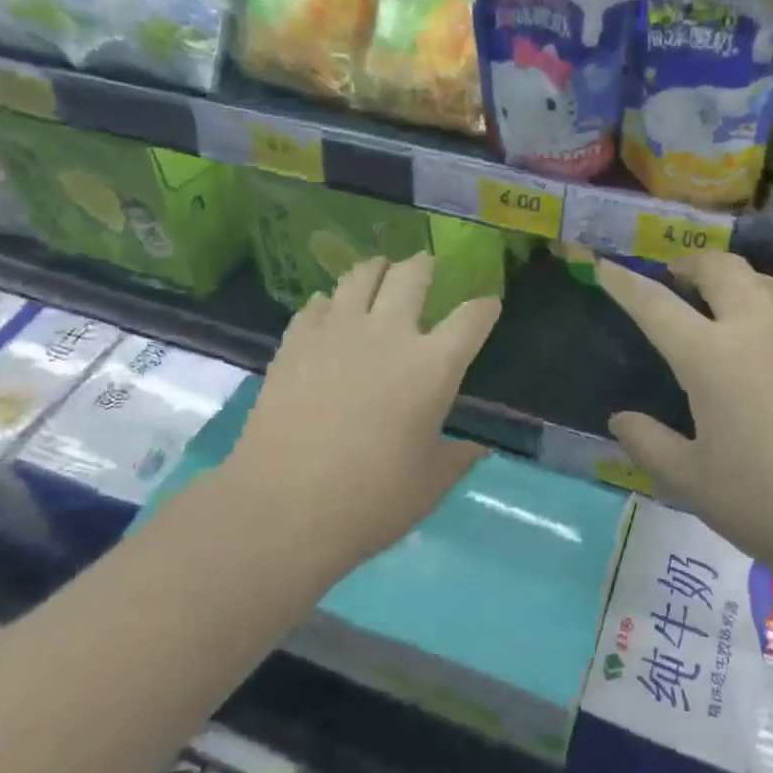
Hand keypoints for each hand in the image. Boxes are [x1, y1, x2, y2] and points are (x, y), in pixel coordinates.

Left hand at [229, 255, 500, 562]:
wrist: (283, 506)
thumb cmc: (370, 500)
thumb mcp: (429, 484)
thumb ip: (458, 458)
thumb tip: (479, 449)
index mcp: (433, 366)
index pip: (471, 318)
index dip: (485, 307)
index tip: (488, 304)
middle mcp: (389, 334)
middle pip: (413, 275)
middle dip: (425, 266)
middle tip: (426, 267)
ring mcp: (338, 331)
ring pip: (361, 275)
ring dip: (376, 269)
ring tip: (379, 270)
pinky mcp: (296, 341)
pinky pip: (317, 304)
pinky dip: (330, 303)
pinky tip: (329, 311)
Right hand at [596, 253, 772, 556]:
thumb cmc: (769, 505)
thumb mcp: (692, 481)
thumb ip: (648, 443)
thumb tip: (620, 419)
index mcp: (710, 358)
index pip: (655, 306)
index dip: (624, 284)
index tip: (606, 267)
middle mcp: (757, 329)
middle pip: (721, 269)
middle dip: (691, 262)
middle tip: (677, 275)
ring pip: (766, 283)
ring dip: (737, 282)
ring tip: (726, 304)